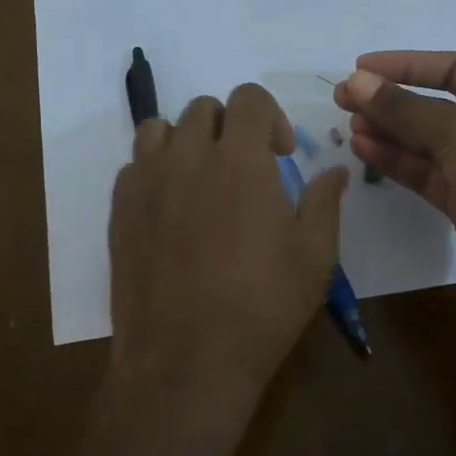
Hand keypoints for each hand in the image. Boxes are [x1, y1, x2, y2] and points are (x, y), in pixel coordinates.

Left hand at [110, 82, 347, 409]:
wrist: (186, 358)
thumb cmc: (262, 306)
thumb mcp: (315, 257)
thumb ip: (325, 203)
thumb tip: (336, 171)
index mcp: (240, 159)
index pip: (249, 98)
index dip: (270, 117)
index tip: (280, 155)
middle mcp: (188, 156)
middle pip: (204, 109)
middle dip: (230, 127)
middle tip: (244, 170)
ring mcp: (146, 182)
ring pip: (160, 129)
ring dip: (186, 141)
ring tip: (201, 181)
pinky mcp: (119, 210)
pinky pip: (133, 166)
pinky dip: (155, 171)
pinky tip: (171, 210)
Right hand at [335, 50, 455, 311]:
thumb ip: (405, 108)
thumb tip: (356, 80)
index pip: (451, 69)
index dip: (406, 65)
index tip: (361, 67)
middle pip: (434, 106)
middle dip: (390, 101)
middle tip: (344, 99)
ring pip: (425, 143)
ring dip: (388, 132)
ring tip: (348, 125)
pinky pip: (424, 174)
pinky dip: (395, 162)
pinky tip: (364, 150)